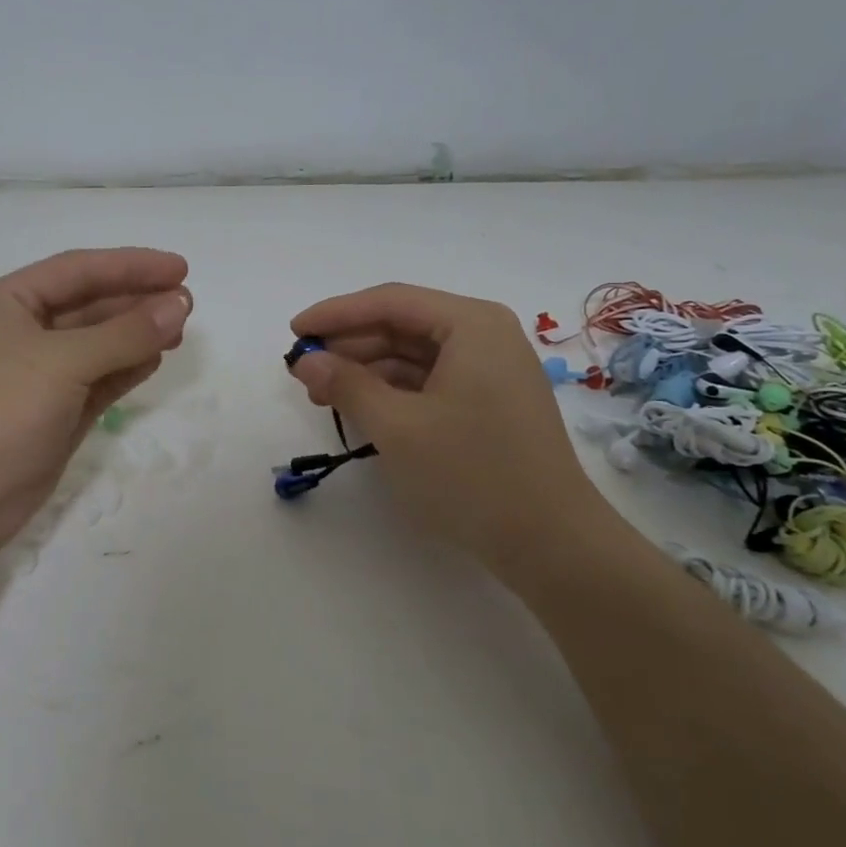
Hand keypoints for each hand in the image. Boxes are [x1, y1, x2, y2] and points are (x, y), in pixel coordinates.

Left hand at [0, 248, 191, 565]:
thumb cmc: (0, 409)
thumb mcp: (63, 361)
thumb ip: (125, 333)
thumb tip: (179, 306)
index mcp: (7, 302)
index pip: (78, 270)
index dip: (131, 265)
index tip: (180, 268)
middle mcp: (22, 332)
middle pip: (90, 305)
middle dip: (138, 301)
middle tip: (188, 304)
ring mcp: (40, 375)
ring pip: (98, 343)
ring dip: (137, 335)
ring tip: (180, 330)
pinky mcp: (56, 411)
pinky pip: (99, 379)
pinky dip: (127, 368)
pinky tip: (156, 359)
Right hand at [287, 283, 617, 583]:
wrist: (551, 544)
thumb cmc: (471, 474)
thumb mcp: (397, 427)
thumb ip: (347, 385)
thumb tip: (306, 361)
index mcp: (471, 325)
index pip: (390, 302)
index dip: (336, 314)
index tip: (294, 331)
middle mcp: (485, 336)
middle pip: (402, 325)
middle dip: (349, 345)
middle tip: (303, 371)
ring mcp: (491, 370)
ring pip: (414, 355)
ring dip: (367, 370)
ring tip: (324, 394)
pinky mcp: (489, 403)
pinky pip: (430, 381)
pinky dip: (392, 391)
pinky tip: (362, 409)